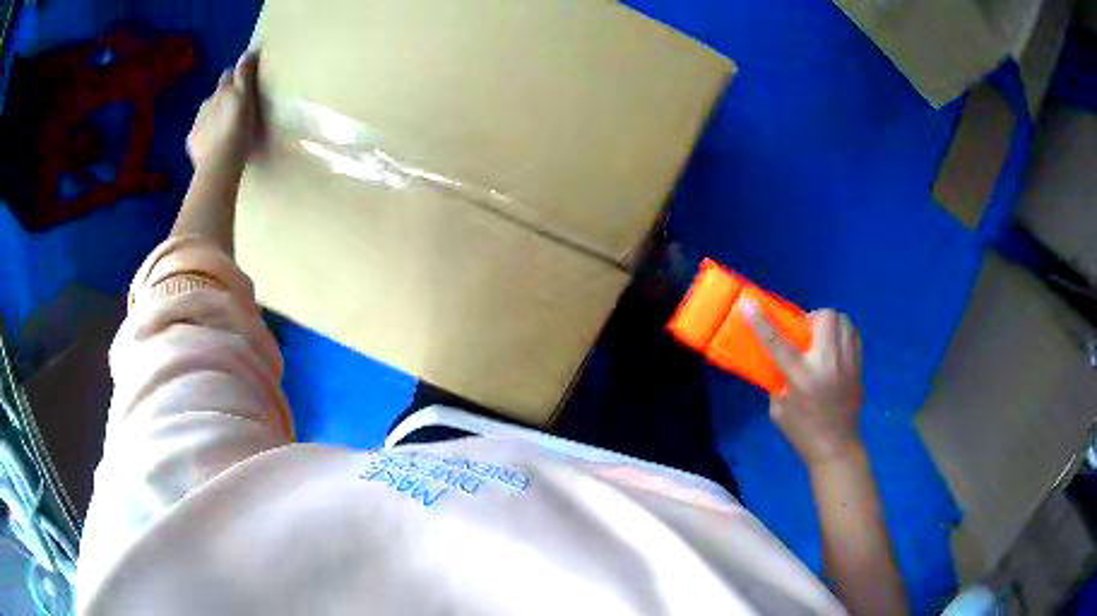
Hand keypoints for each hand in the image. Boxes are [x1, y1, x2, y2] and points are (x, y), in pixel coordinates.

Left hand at [187, 52, 263, 174]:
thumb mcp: (247, 98)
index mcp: (223, 91)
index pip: (229, 77)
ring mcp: (197, 123)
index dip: (234, 76)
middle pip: (215, 95)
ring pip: (205, 114)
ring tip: (222, 128)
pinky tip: (211, 146)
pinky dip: (204, 137)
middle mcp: (207, 103)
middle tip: (232, 106)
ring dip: (212, 117)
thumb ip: (245, 76)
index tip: (240, 80)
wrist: (218, 164)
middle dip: (221, 96)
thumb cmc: (239, 130)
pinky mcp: (192, 143)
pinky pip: (198, 136)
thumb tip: (247, 53)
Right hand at [743, 304, 863, 467]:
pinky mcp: (859, 366)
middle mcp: (826, 364)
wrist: (836, 448)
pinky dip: (843, 333)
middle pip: (824, 318)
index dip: (760, 321)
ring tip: (823, 338)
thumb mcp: (778, 408)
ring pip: (843, 320)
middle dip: (812, 318)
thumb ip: (778, 378)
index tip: (748, 304)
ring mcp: (847, 363)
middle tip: (806, 333)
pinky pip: (854, 334)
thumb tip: (778, 358)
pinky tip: (836, 347)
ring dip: (830, 323)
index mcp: (800, 377)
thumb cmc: (802, 432)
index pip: (777, 342)